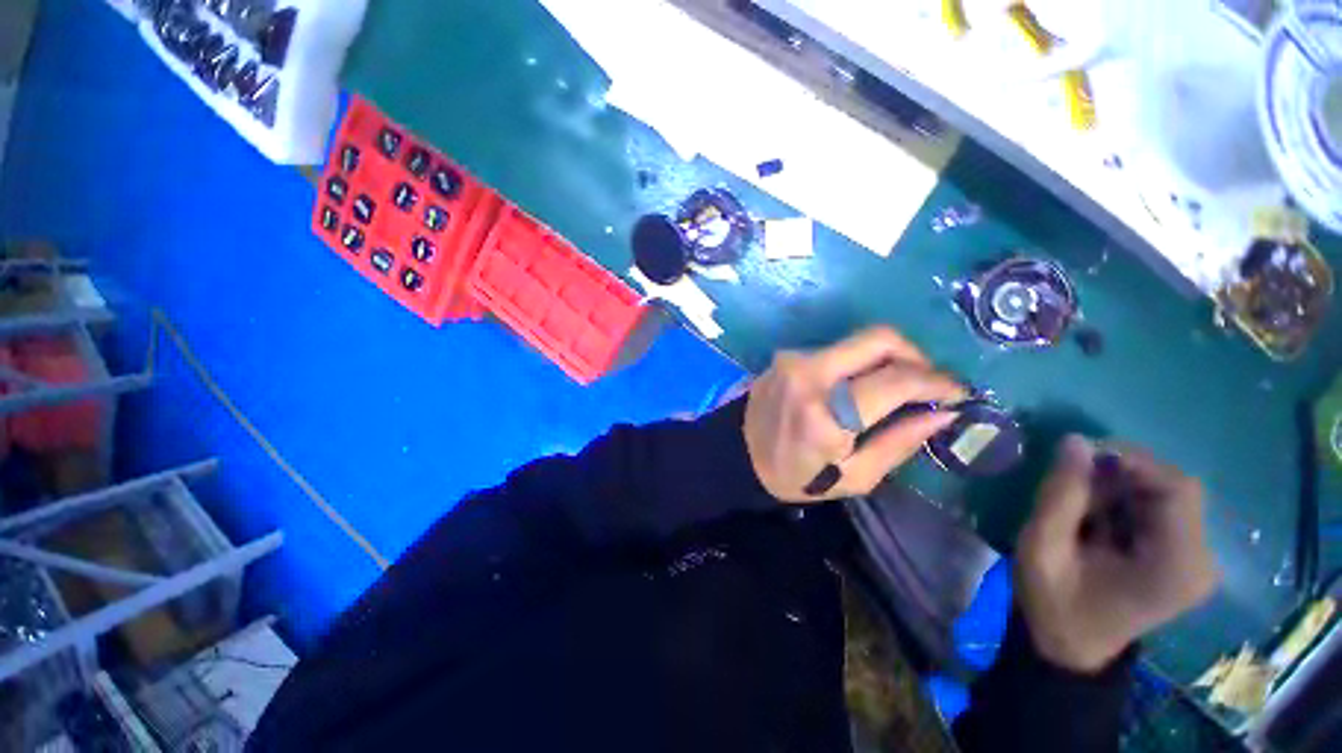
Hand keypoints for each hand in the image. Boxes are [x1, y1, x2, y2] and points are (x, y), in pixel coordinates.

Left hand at [743, 327, 964, 502]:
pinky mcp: (786, 356)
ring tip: (896, 386)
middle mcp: (809, 374)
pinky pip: (835, 351)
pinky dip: (858, 363)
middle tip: (928, 382)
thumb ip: (900, 442)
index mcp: (827, 413)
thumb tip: (944, 413)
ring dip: (886, 359)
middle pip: (879, 338)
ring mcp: (793, 360)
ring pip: (857, 342)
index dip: (938, 381)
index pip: (897, 380)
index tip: (959, 391)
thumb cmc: (796, 476)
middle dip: (916, 354)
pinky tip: (859, 386)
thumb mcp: (855, 476)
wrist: (739, 456)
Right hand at [1016, 436, 1220, 672]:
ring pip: (1166, 493)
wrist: (1072, 646)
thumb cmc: (1054, 603)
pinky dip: (1124, 500)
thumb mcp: (1043, 548)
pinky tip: (1096, 517)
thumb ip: (1061, 496)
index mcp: (1175, 566)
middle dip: (1121, 475)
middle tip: (1072, 482)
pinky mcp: (1184, 556)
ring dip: (1120, 487)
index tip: (1082, 457)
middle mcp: (1200, 560)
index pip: (1178, 489)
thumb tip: (1076, 441)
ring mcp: (1196, 559)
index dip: (1133, 461)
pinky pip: (1161, 507)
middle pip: (1174, 488)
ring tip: (1080, 506)